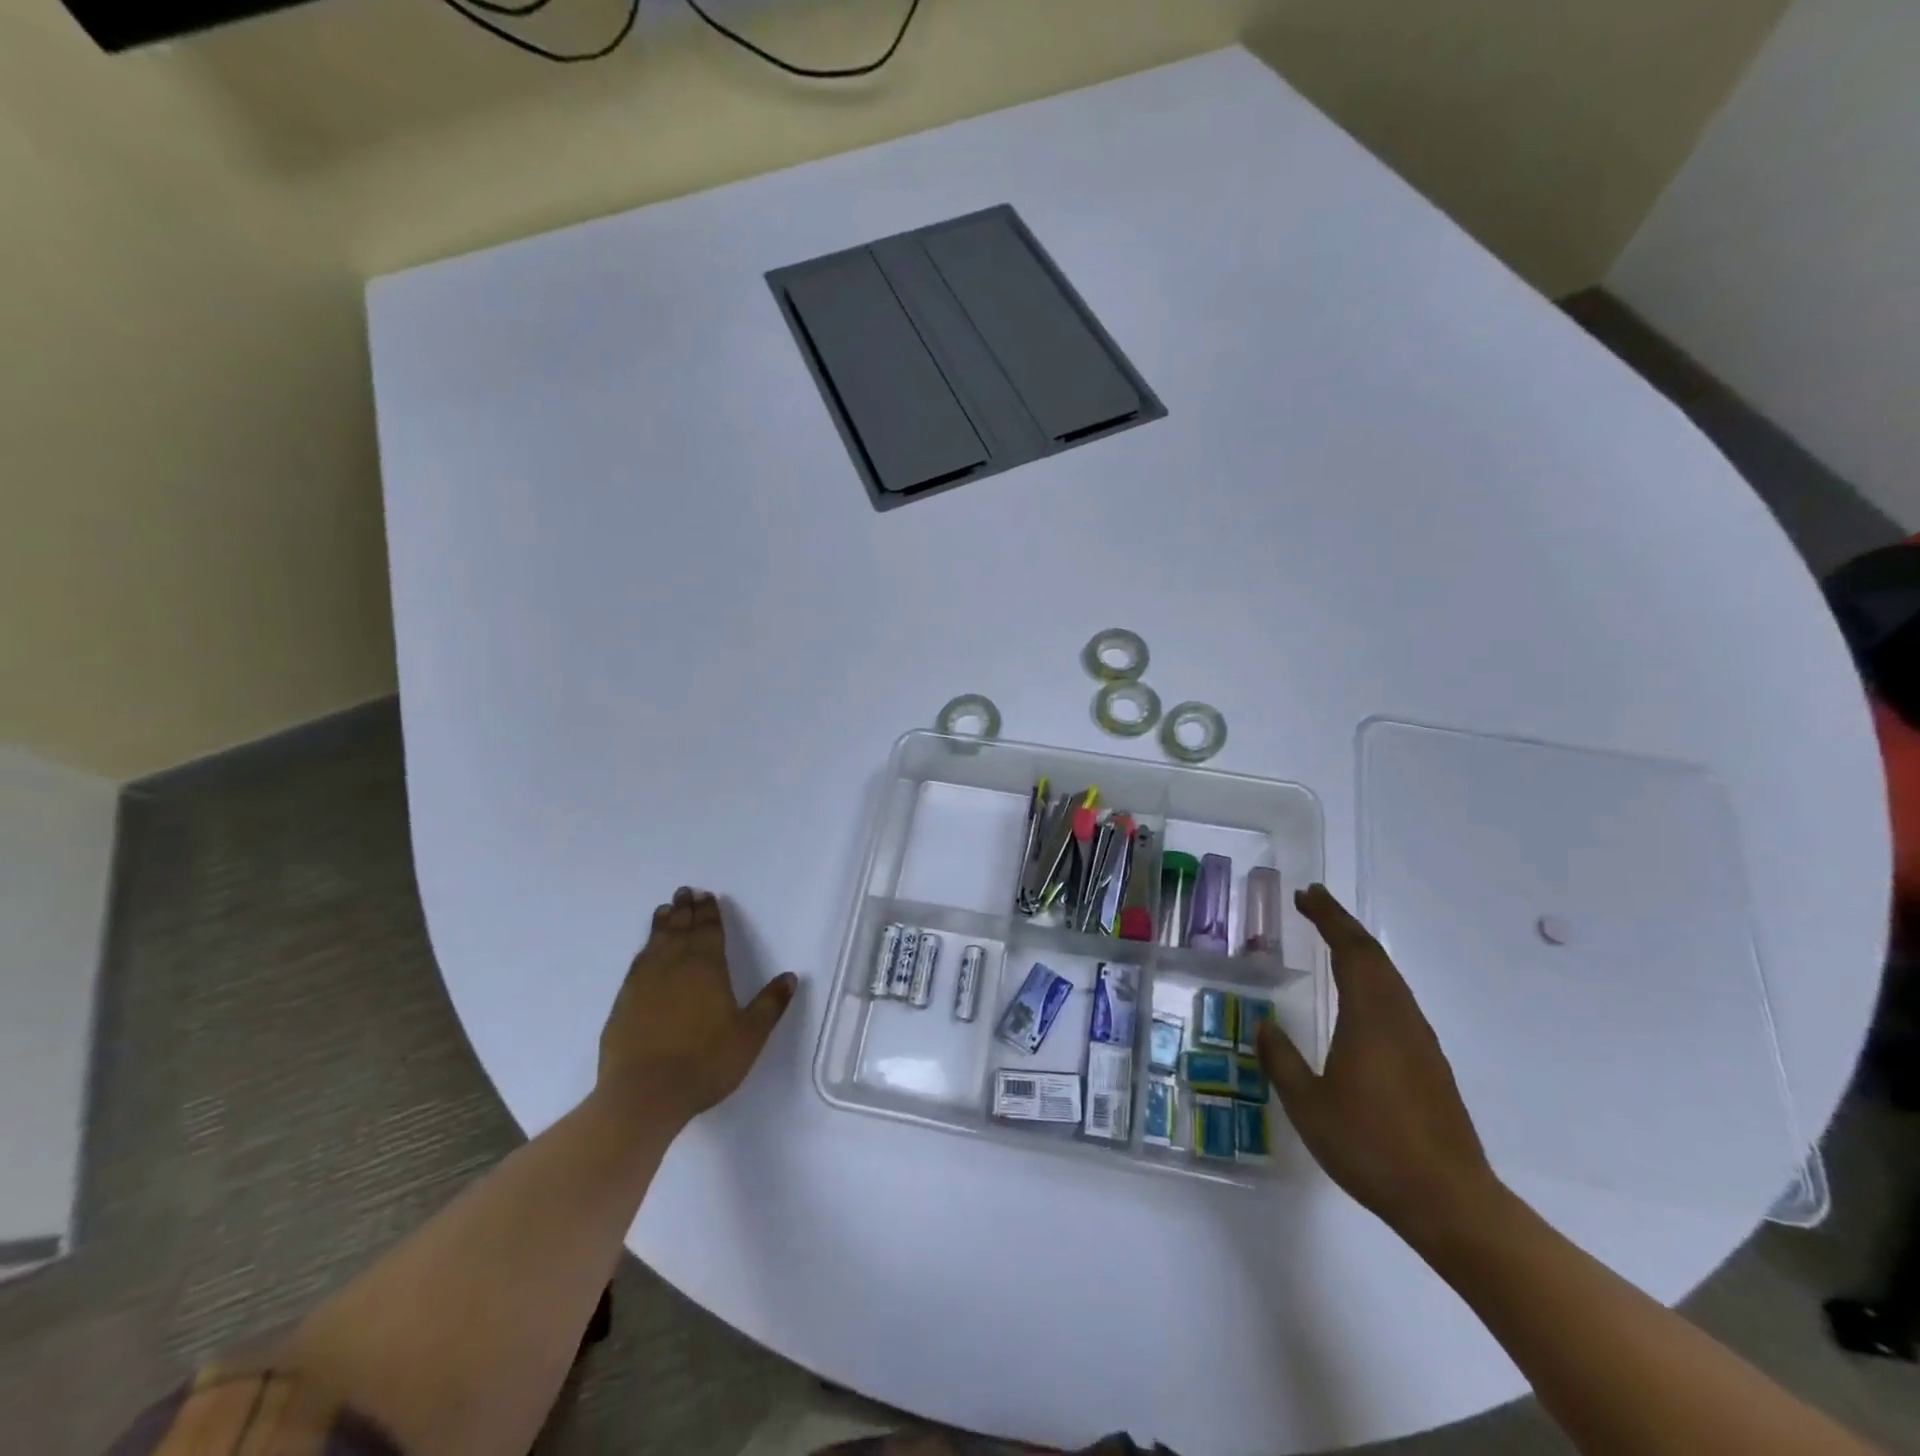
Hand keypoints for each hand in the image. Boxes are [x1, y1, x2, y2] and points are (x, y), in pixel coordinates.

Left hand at [597, 887, 796, 1127]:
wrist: (644, 1094)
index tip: (707, 895)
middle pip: (681, 930)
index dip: (710, 912)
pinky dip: (644, 949)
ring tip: (665, 910)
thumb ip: (770, 1004)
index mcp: (707, 968)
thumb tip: (790, 976)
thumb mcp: (750, 1036)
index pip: (709, 931)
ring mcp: (645, 983)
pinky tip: (645, 950)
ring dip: (663, 924)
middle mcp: (675, 966)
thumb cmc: (705, 1063)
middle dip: (686, 910)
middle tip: (685, 891)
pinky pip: (637, 964)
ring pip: (656, 942)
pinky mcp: (624, 1002)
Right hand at [1258, 883, 1500, 1240]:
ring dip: (1360, 950)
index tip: (1305, 895)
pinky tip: (1360, 996)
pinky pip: (1397, 1000)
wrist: (1449, 1202)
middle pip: (1374, 956)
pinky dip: (1373, 977)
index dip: (1328, 918)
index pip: (1351, 951)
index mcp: (1370, 1018)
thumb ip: (1281, 1059)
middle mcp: (1400, 1019)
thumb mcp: (1308, 1105)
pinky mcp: (1429, 1063)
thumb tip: (1264, 1024)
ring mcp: (1420, 1041)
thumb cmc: (1370, 1147)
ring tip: (1332, 939)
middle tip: (1313, 904)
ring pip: (1390, 977)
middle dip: (1342, 924)